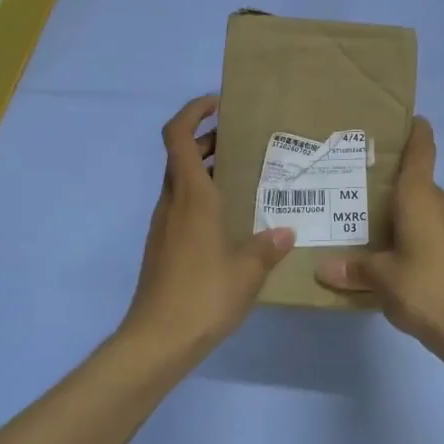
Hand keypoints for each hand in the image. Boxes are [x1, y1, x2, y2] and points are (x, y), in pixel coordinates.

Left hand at [119, 95, 294, 368]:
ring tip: (243, 177)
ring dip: (205, 169)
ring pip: (180, 182)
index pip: (178, 136)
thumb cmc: (203, 295)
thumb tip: (286, 231)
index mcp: (191, 197)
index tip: (218, 104)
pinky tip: (230, 219)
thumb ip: (267, 246)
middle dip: (207, 140)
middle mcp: (172, 203)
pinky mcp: (163, 247)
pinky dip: (202, 198)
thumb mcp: (247, 271)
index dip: (193, 111)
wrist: (157, 339)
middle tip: (242, 141)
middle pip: (180, 156)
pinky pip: (182, 207)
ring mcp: (163, 226)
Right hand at [315, 118, 443, 356]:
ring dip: (408, 213)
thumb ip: (355, 269)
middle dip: (397, 185)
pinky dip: (419, 234)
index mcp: (421, 199)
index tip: (414, 120)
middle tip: (365, 188)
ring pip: (429, 210)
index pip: (421, 155)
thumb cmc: (425, 288)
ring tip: (377, 223)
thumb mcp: (382, 278)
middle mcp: (442, 205)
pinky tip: (400, 254)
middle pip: (420, 184)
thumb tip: (323, 268)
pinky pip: (436, 231)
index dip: (418, 135)